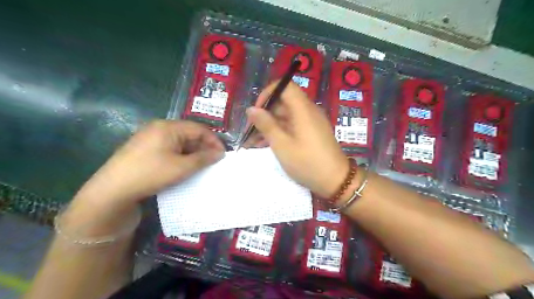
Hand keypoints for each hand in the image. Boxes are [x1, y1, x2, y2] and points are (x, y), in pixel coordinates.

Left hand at [63, 120, 223, 234]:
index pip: (199, 128)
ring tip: (201, 164)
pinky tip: (184, 164)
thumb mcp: (182, 167)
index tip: (223, 154)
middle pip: (189, 133)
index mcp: (168, 127)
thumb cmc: (151, 174)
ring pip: (180, 140)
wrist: (113, 189)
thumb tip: (220, 153)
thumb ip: (203, 158)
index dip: (213, 140)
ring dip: (193, 151)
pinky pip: (170, 146)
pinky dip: (181, 154)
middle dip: (203, 146)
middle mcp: (159, 127)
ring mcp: (150, 136)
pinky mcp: (145, 146)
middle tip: (213, 160)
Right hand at [247, 81, 351, 198]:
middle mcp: (308, 111)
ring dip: (270, 125)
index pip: (285, 86)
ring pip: (287, 116)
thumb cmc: (307, 163)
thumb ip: (266, 125)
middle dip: (265, 113)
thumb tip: (251, 109)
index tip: (257, 110)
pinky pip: (293, 126)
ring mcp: (311, 122)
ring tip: (254, 141)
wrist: (336, 181)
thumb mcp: (282, 145)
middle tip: (251, 130)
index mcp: (303, 109)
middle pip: (284, 101)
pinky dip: (280, 132)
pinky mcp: (312, 132)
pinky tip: (267, 145)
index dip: (269, 93)